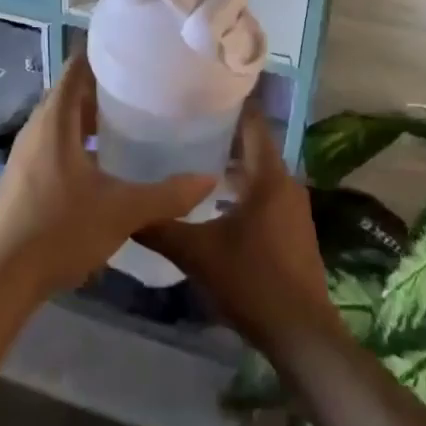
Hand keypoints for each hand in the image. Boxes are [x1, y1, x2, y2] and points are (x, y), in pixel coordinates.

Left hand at [0, 57, 216, 301]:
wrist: (1, 279)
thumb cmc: (60, 230)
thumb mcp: (122, 211)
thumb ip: (167, 195)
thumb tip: (208, 179)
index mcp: (55, 121)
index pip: (76, 68)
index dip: (102, 55)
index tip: (135, 52)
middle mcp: (36, 129)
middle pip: (70, 93)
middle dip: (103, 88)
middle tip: (143, 88)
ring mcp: (25, 154)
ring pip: (61, 121)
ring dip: (89, 117)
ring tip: (129, 122)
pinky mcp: (22, 178)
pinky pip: (53, 144)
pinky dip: (77, 141)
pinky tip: (102, 164)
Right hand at [139, 105, 339, 355]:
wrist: (301, 334)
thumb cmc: (251, 282)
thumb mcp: (197, 254)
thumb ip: (159, 228)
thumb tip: (123, 211)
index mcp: (268, 176)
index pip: (252, 122)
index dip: (229, 103)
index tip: (199, 91)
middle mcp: (286, 183)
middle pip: (253, 145)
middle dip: (221, 134)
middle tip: (182, 125)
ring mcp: (293, 208)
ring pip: (258, 172)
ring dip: (230, 164)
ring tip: (190, 159)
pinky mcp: (293, 229)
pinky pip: (265, 193)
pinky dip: (241, 187)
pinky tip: (213, 202)